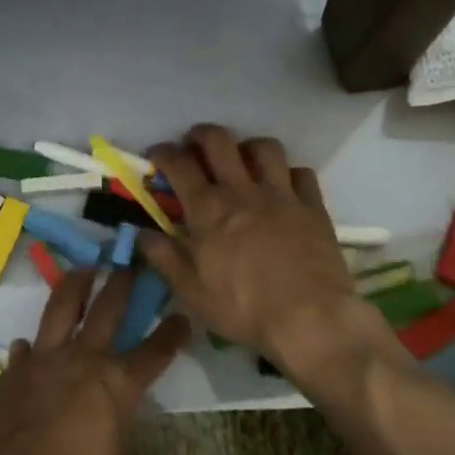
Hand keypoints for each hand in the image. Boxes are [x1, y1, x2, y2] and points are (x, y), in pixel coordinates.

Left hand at [0, 271, 189, 454]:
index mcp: (117, 387)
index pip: (155, 351)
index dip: (172, 332)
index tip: (182, 314)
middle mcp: (81, 363)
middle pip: (107, 310)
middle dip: (121, 284)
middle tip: (128, 265)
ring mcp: (41, 365)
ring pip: (60, 309)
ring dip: (74, 286)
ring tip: (82, 269)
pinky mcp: (9, 379)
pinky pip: (22, 353)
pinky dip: (29, 348)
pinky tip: (28, 346)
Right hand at [143, 124, 357, 362]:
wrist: (312, 320)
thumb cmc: (245, 309)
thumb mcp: (193, 293)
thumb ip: (165, 258)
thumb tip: (141, 232)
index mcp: (208, 209)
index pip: (179, 164)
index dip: (163, 153)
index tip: (156, 156)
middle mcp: (242, 190)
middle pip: (219, 140)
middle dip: (201, 134)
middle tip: (195, 145)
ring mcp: (281, 194)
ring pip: (264, 148)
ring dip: (248, 147)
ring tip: (243, 160)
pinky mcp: (312, 206)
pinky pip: (301, 173)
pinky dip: (289, 174)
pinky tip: (284, 187)